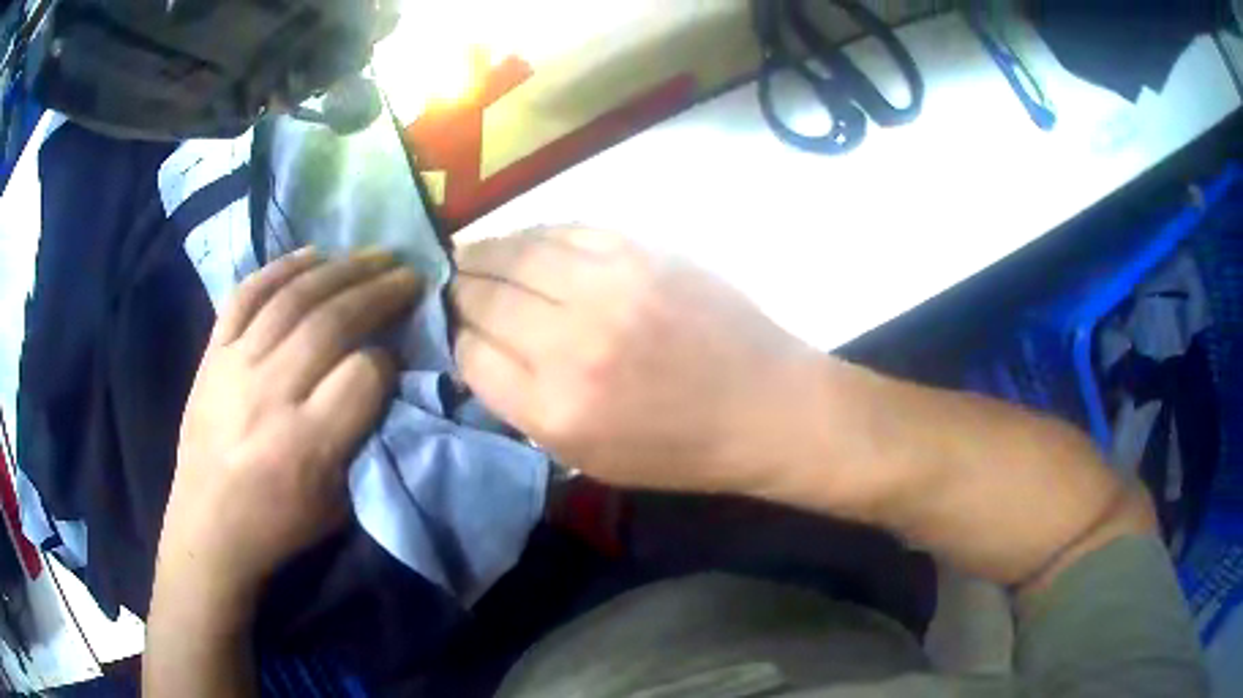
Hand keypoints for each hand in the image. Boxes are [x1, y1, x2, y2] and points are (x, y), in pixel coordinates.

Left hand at [155, 249, 421, 608]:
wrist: (207, 526)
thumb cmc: (278, 523)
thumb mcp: (338, 502)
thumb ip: (361, 437)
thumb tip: (381, 377)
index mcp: (305, 444)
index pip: (363, 375)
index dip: (390, 358)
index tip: (400, 355)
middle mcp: (269, 393)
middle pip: (331, 321)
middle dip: (378, 291)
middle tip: (408, 272)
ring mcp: (235, 365)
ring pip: (293, 298)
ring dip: (340, 268)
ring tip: (373, 253)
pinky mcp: (212, 354)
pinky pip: (246, 295)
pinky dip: (280, 268)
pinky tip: (312, 254)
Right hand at [452, 228, 824, 494]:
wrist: (764, 406)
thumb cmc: (678, 450)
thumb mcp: (587, 458)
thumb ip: (524, 406)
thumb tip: (480, 350)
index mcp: (554, 408)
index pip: (471, 354)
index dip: (455, 337)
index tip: (456, 329)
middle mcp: (570, 341)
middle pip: (484, 297)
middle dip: (458, 290)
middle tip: (449, 284)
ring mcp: (608, 286)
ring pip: (516, 252)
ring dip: (484, 251)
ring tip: (469, 254)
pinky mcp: (640, 251)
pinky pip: (565, 229)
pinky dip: (533, 233)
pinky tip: (523, 240)